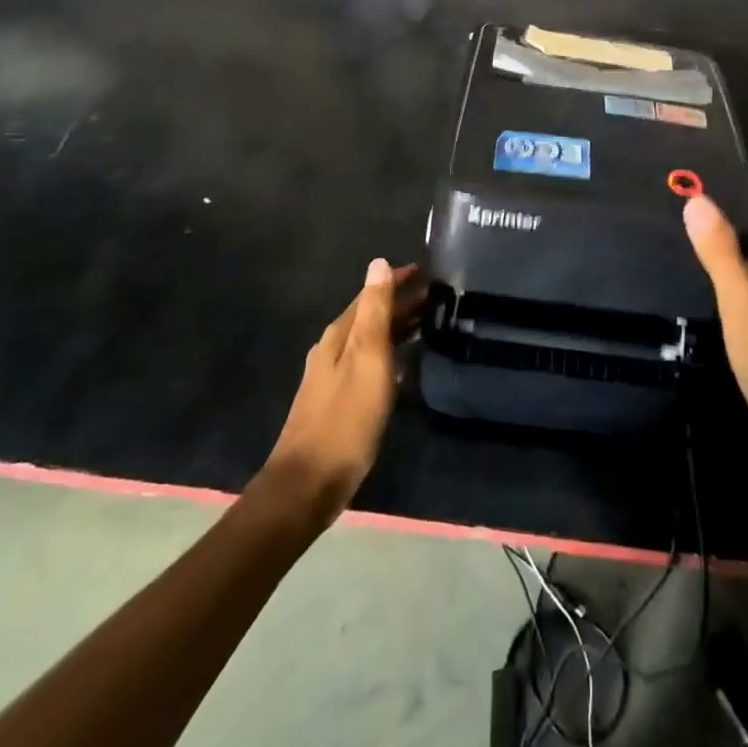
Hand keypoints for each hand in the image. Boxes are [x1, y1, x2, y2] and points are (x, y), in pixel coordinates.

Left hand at [263, 258, 419, 523]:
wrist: (308, 484)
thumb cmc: (345, 418)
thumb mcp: (366, 358)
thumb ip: (374, 311)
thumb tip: (378, 263)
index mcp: (340, 335)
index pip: (371, 294)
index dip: (398, 280)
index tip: (428, 271)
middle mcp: (334, 350)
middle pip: (371, 316)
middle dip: (402, 304)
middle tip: (439, 299)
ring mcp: (334, 378)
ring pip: (372, 341)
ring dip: (398, 330)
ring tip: (430, 326)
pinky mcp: (341, 402)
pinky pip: (371, 366)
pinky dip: (391, 357)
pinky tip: (407, 368)